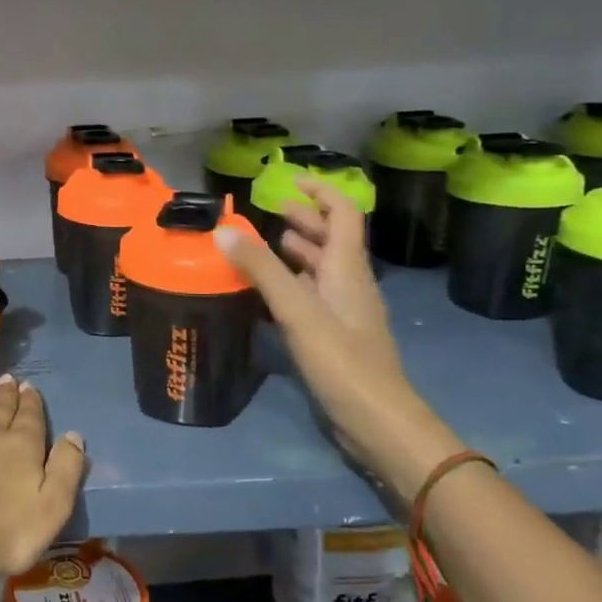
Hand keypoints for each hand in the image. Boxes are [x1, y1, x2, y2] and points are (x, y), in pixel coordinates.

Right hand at [217, 178, 451, 496]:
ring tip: (262, 246)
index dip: (320, 191)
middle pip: (331, 240)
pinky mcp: (335, 337)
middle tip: (269, 210)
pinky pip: (311, 297)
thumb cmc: (341, 360)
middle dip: (303, 220)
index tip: (290, 180)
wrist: (377, 421)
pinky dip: (290, 285)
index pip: (342, 214)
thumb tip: (224, 231)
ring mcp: (344, 313)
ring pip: (320, 270)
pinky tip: (265, 295)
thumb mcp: (297, 310)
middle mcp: (349, 284)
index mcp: (347, 269)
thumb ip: (261, 270)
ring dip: (296, 252)